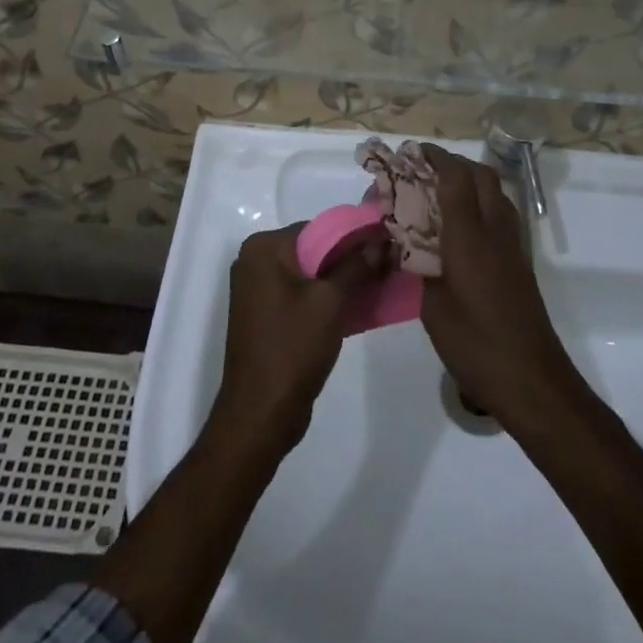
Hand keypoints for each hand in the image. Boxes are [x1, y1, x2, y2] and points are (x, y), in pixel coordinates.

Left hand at [212, 223, 388, 454]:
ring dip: (341, 279)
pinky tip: (358, 305)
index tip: (387, 246)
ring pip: (310, 272)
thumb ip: (357, 265)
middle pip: (313, 248)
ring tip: (379, 284)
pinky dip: (326, 297)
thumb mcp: (331, 302)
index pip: (318, 228)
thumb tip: (382, 239)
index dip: (354, 237)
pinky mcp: (265, 314)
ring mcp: (257, 288)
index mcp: (263, 248)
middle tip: (387, 266)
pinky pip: (301, 293)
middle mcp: (255, 260)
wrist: (260, 414)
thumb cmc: (292, 348)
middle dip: (350, 258)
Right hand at [417, 145, 578, 430]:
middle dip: (454, 163)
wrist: (532, 380)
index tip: (412, 152)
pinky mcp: (520, 262)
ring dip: (471, 180)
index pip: (456, 179)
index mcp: (470, 238)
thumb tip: (408, 245)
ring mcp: (513, 246)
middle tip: (424, 169)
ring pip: (496, 192)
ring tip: (440, 191)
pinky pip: (501, 214)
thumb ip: (419, 267)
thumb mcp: (432, 308)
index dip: (435, 158)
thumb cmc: (475, 345)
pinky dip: (481, 203)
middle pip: (482, 176)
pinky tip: (461, 225)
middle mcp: (496, 232)